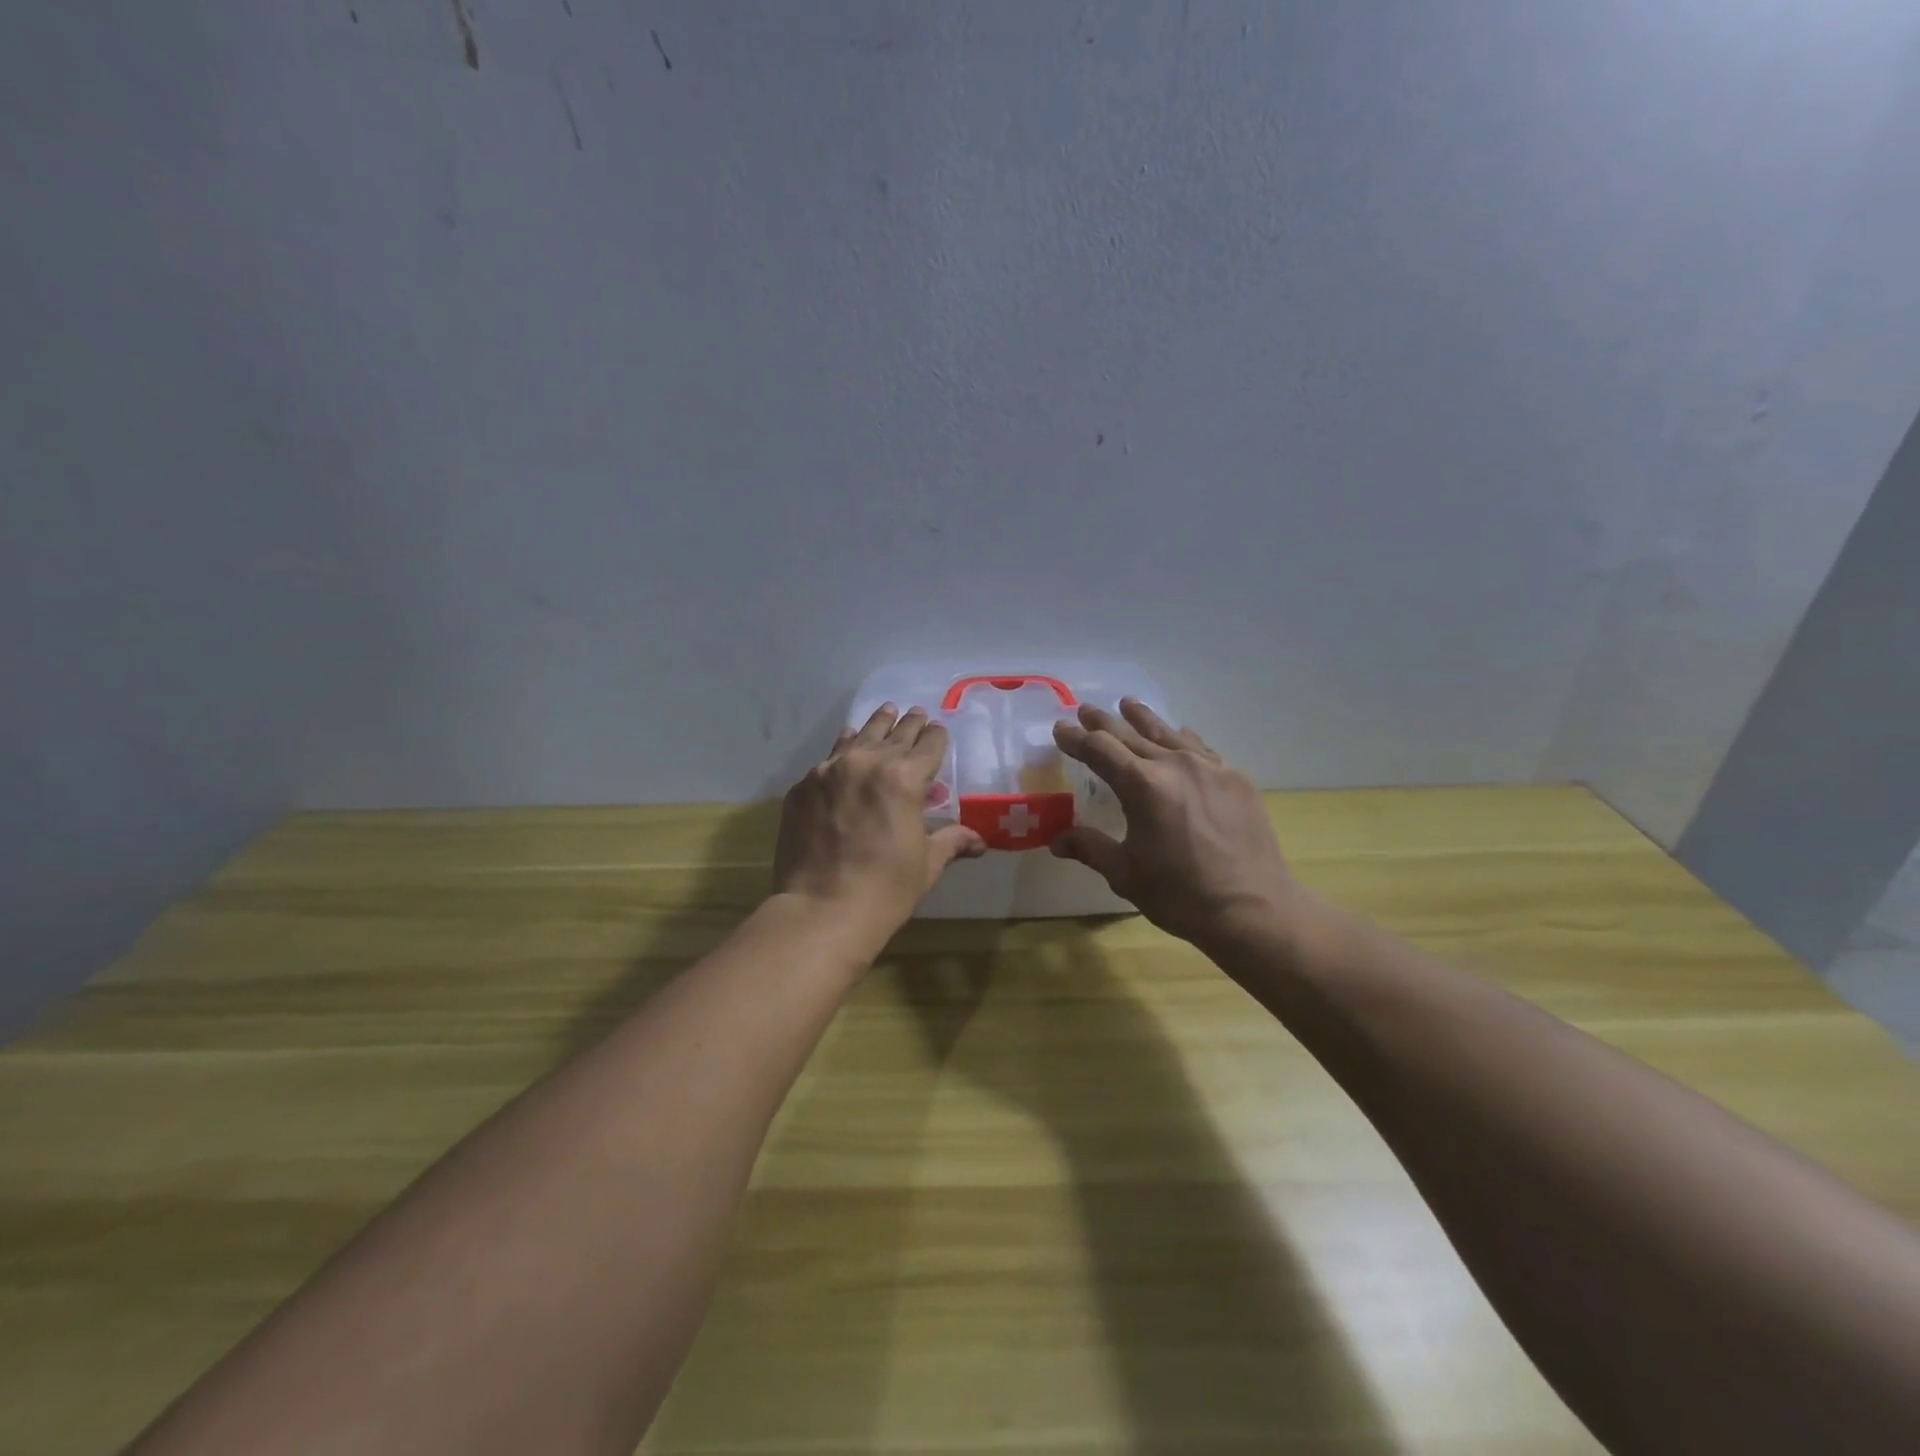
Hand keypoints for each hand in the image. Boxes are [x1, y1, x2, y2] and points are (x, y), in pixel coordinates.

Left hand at [773, 703, 985, 950]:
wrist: (821, 911)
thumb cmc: (885, 890)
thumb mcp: (926, 864)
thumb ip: (950, 841)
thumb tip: (979, 841)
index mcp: (905, 778)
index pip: (928, 746)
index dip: (936, 737)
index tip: (938, 730)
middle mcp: (867, 763)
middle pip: (894, 735)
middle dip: (909, 725)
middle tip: (916, 713)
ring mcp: (829, 772)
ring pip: (858, 738)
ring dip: (875, 726)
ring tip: (885, 711)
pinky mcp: (802, 787)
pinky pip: (828, 759)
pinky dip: (842, 750)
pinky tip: (846, 746)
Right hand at [1050, 700, 1304, 947]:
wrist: (1253, 908)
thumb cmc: (1180, 894)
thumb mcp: (1125, 874)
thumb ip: (1090, 848)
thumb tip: (1056, 840)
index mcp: (1141, 785)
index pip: (1099, 749)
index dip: (1075, 738)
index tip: (1060, 729)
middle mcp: (1174, 764)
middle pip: (1131, 733)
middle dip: (1104, 723)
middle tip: (1086, 710)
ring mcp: (1209, 767)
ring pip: (1168, 733)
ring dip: (1143, 719)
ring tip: (1128, 705)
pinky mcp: (1235, 778)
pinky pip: (1200, 748)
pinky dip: (1182, 739)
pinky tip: (1180, 736)